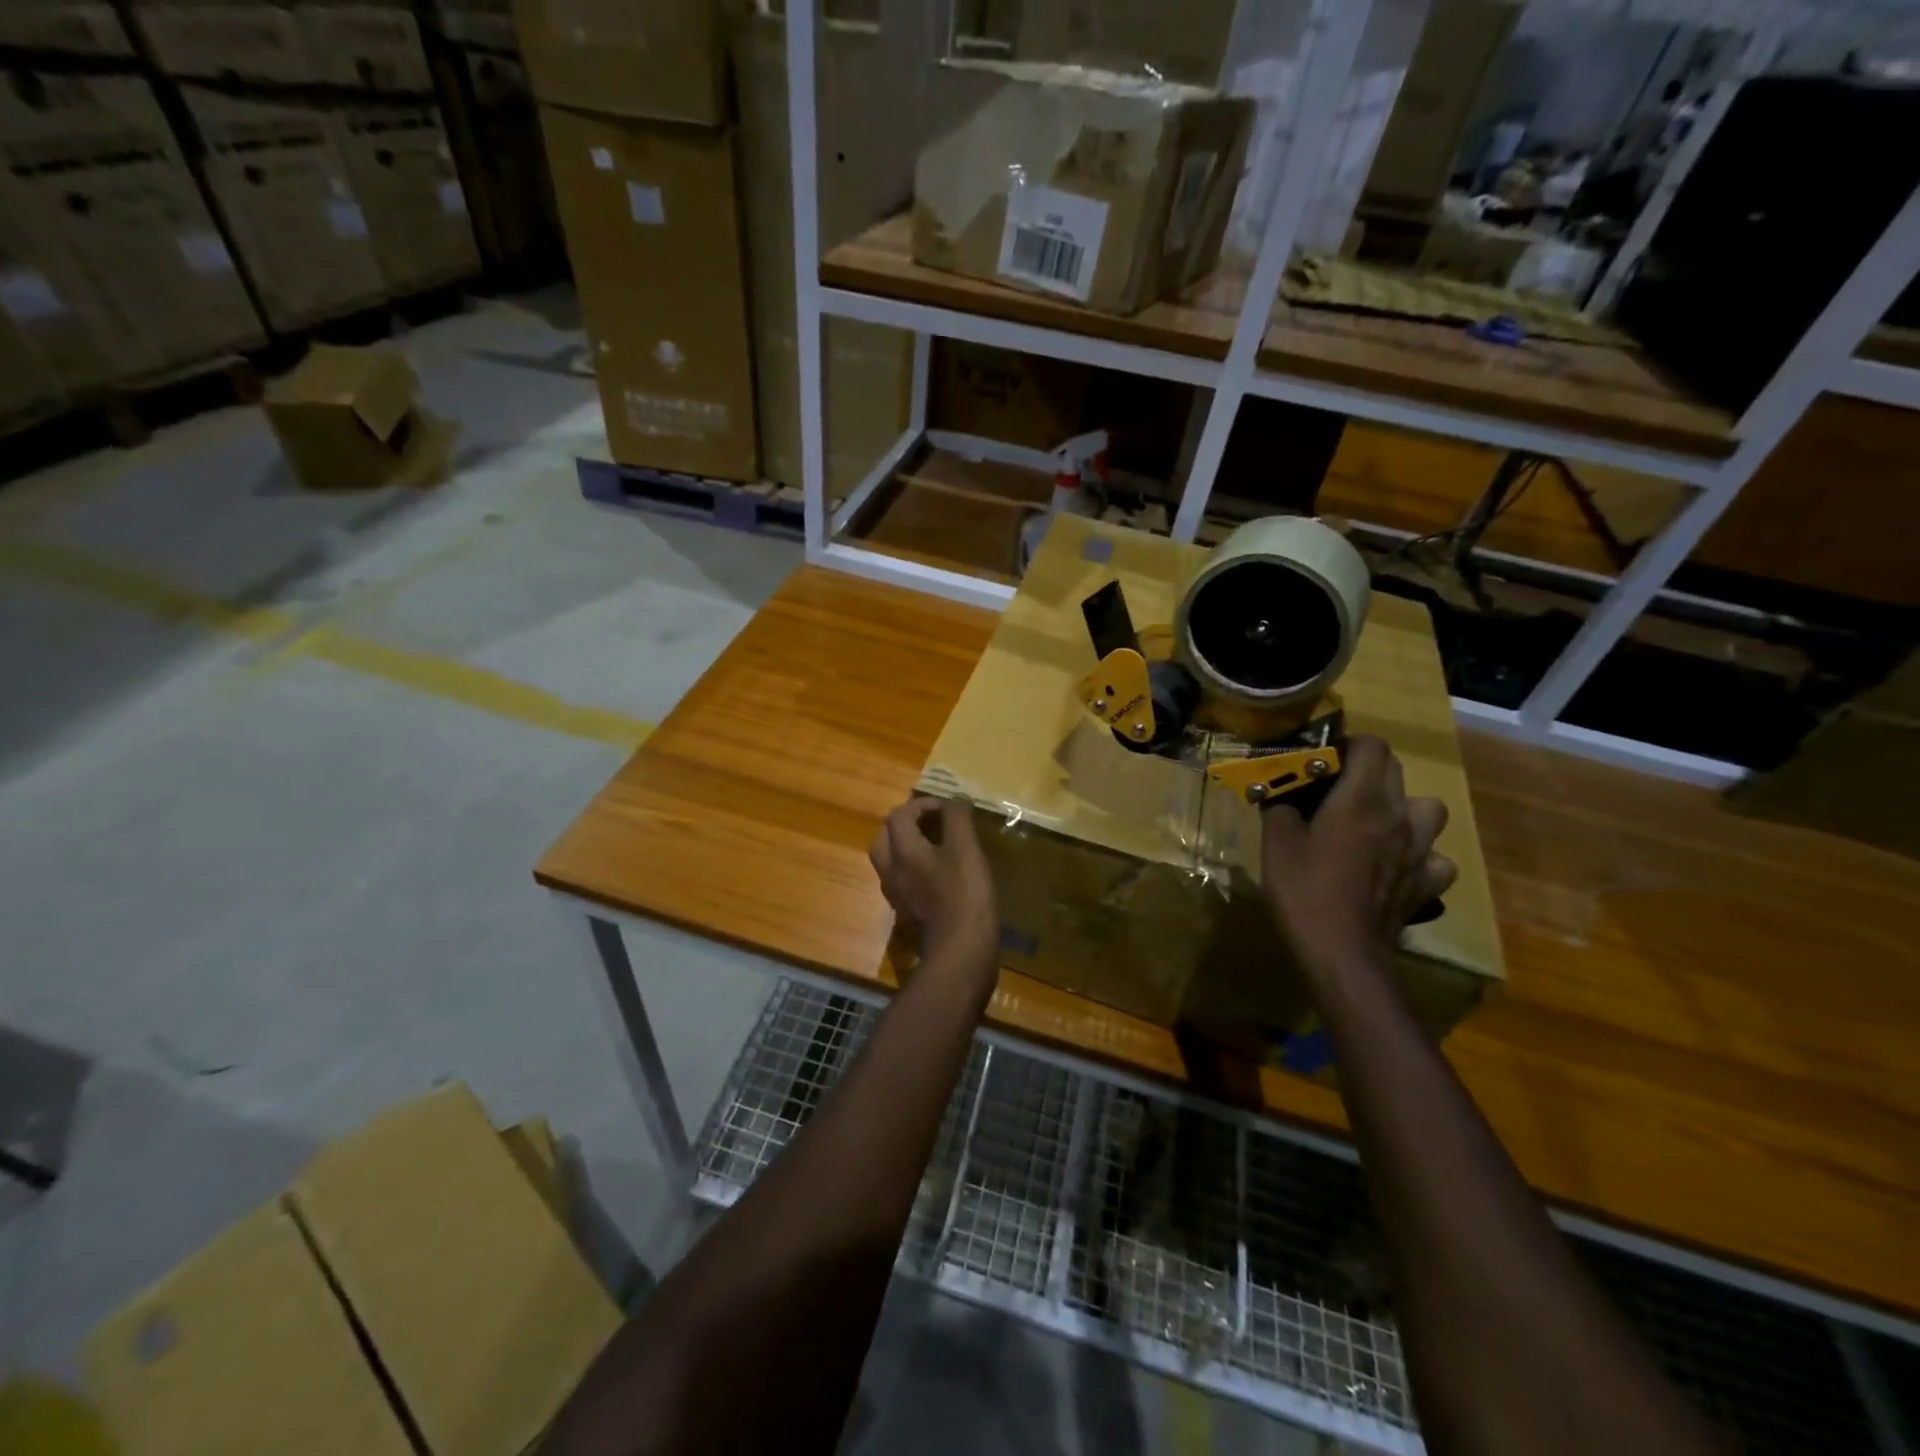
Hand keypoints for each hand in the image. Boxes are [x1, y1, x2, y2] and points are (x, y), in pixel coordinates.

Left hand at [869, 797, 998, 992]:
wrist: (961, 952)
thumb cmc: (964, 895)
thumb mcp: (966, 849)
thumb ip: (958, 819)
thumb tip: (955, 800)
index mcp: (902, 851)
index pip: (900, 815)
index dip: (923, 804)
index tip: (948, 808)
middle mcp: (891, 871)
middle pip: (885, 837)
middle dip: (905, 823)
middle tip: (932, 823)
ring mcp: (896, 895)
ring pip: (890, 860)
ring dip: (906, 846)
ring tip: (935, 845)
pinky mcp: (907, 912)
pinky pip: (901, 880)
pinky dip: (913, 868)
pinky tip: (937, 873)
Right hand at [1261, 735, 1456, 978]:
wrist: (1343, 951)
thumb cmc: (1305, 891)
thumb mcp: (1276, 844)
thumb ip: (1280, 809)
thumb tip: (1280, 796)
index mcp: (1361, 800)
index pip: (1373, 746)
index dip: (1349, 745)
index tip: (1325, 760)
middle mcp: (1399, 816)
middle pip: (1396, 771)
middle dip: (1368, 772)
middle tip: (1338, 791)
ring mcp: (1421, 850)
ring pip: (1428, 809)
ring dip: (1404, 809)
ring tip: (1378, 825)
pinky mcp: (1428, 883)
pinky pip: (1435, 857)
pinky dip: (1420, 856)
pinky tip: (1397, 866)